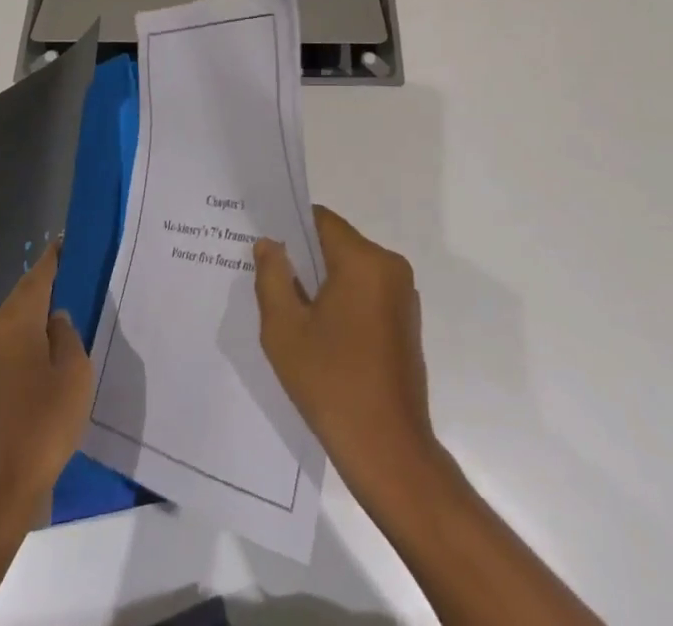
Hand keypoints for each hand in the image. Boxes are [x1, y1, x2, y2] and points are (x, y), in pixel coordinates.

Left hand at [0, 244, 91, 526]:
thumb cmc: (39, 426)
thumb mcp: (72, 374)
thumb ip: (67, 336)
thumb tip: (54, 320)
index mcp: (14, 321)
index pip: (38, 275)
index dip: (55, 257)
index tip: (71, 241)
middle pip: (23, 297)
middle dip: (49, 286)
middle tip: (80, 278)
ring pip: (15, 324)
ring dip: (39, 317)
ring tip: (71, 315)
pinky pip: (9, 349)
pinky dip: (29, 343)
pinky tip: (50, 357)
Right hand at [253, 206, 437, 491]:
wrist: (390, 452)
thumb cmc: (332, 385)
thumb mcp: (285, 330)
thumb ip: (272, 277)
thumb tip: (269, 243)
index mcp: (364, 260)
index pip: (321, 220)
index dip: (290, 228)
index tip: (265, 248)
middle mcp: (390, 266)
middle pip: (337, 244)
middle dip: (304, 259)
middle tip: (271, 283)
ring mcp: (403, 294)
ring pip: (351, 269)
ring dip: (323, 283)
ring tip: (292, 313)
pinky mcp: (407, 320)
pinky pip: (367, 292)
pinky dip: (343, 301)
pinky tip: (321, 335)